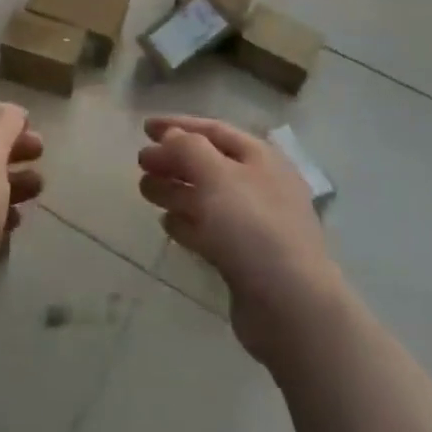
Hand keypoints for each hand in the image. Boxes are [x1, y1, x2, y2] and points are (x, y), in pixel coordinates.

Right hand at [137, 116, 343, 364]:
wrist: (291, 306)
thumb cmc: (253, 228)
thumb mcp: (217, 176)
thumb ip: (188, 149)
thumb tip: (170, 137)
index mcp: (260, 157)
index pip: (214, 130)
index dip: (178, 125)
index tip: (145, 127)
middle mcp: (259, 185)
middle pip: (209, 164)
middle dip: (173, 160)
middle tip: (140, 163)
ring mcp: (254, 224)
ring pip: (207, 198)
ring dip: (175, 190)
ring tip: (144, 190)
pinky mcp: (245, 259)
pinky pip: (210, 231)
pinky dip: (187, 223)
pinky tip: (166, 223)